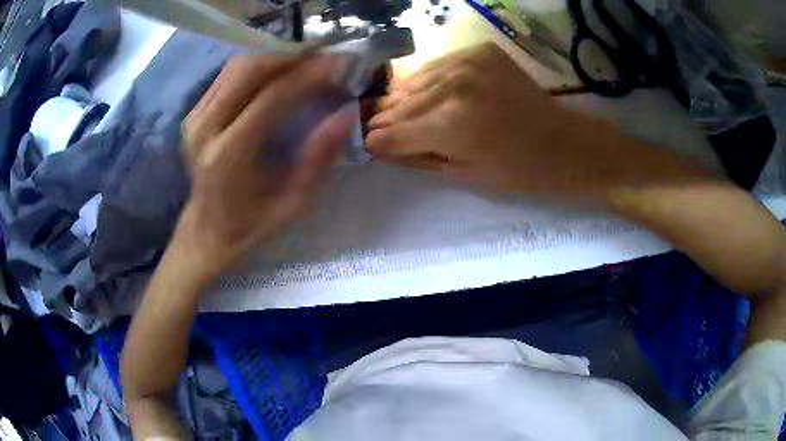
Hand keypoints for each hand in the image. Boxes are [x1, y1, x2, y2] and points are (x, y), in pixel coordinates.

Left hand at [179, 55, 354, 269]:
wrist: (208, 229)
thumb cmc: (252, 224)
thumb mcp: (293, 204)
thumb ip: (318, 160)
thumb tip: (345, 114)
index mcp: (228, 156)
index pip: (270, 98)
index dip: (308, 75)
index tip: (339, 62)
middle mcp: (205, 129)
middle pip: (248, 71)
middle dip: (290, 56)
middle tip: (324, 56)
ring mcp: (194, 119)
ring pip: (236, 67)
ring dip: (274, 57)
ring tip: (305, 61)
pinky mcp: (193, 114)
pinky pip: (227, 75)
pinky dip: (256, 66)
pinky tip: (277, 72)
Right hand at [368, 44, 693, 199]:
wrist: (564, 142)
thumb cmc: (519, 171)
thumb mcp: (464, 175)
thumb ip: (417, 157)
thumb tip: (381, 145)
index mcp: (451, 125)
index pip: (393, 132)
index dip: (377, 140)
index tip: (367, 143)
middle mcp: (453, 86)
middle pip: (400, 103)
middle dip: (385, 118)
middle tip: (374, 126)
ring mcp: (468, 62)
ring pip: (415, 80)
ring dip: (403, 98)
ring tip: (395, 110)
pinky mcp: (479, 51)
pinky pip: (438, 66)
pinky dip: (429, 81)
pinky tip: (429, 94)